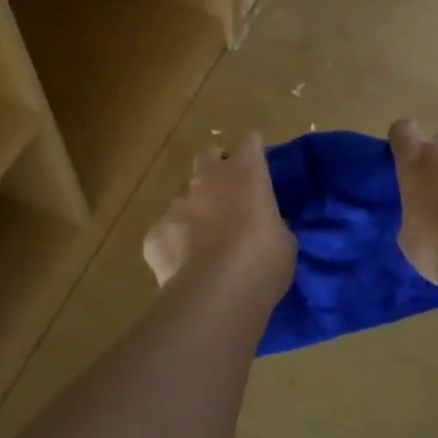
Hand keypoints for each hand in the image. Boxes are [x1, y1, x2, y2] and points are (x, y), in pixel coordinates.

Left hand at [144, 133, 295, 294]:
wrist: (216, 293)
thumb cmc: (264, 260)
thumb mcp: (283, 239)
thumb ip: (270, 223)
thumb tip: (263, 226)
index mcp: (246, 172)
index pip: (251, 143)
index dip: (254, 154)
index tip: (259, 170)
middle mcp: (208, 179)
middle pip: (208, 156)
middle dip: (217, 168)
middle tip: (229, 195)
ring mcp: (177, 205)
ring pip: (185, 197)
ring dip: (197, 211)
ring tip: (208, 242)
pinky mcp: (155, 233)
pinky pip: (167, 232)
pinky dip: (176, 243)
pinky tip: (187, 266)